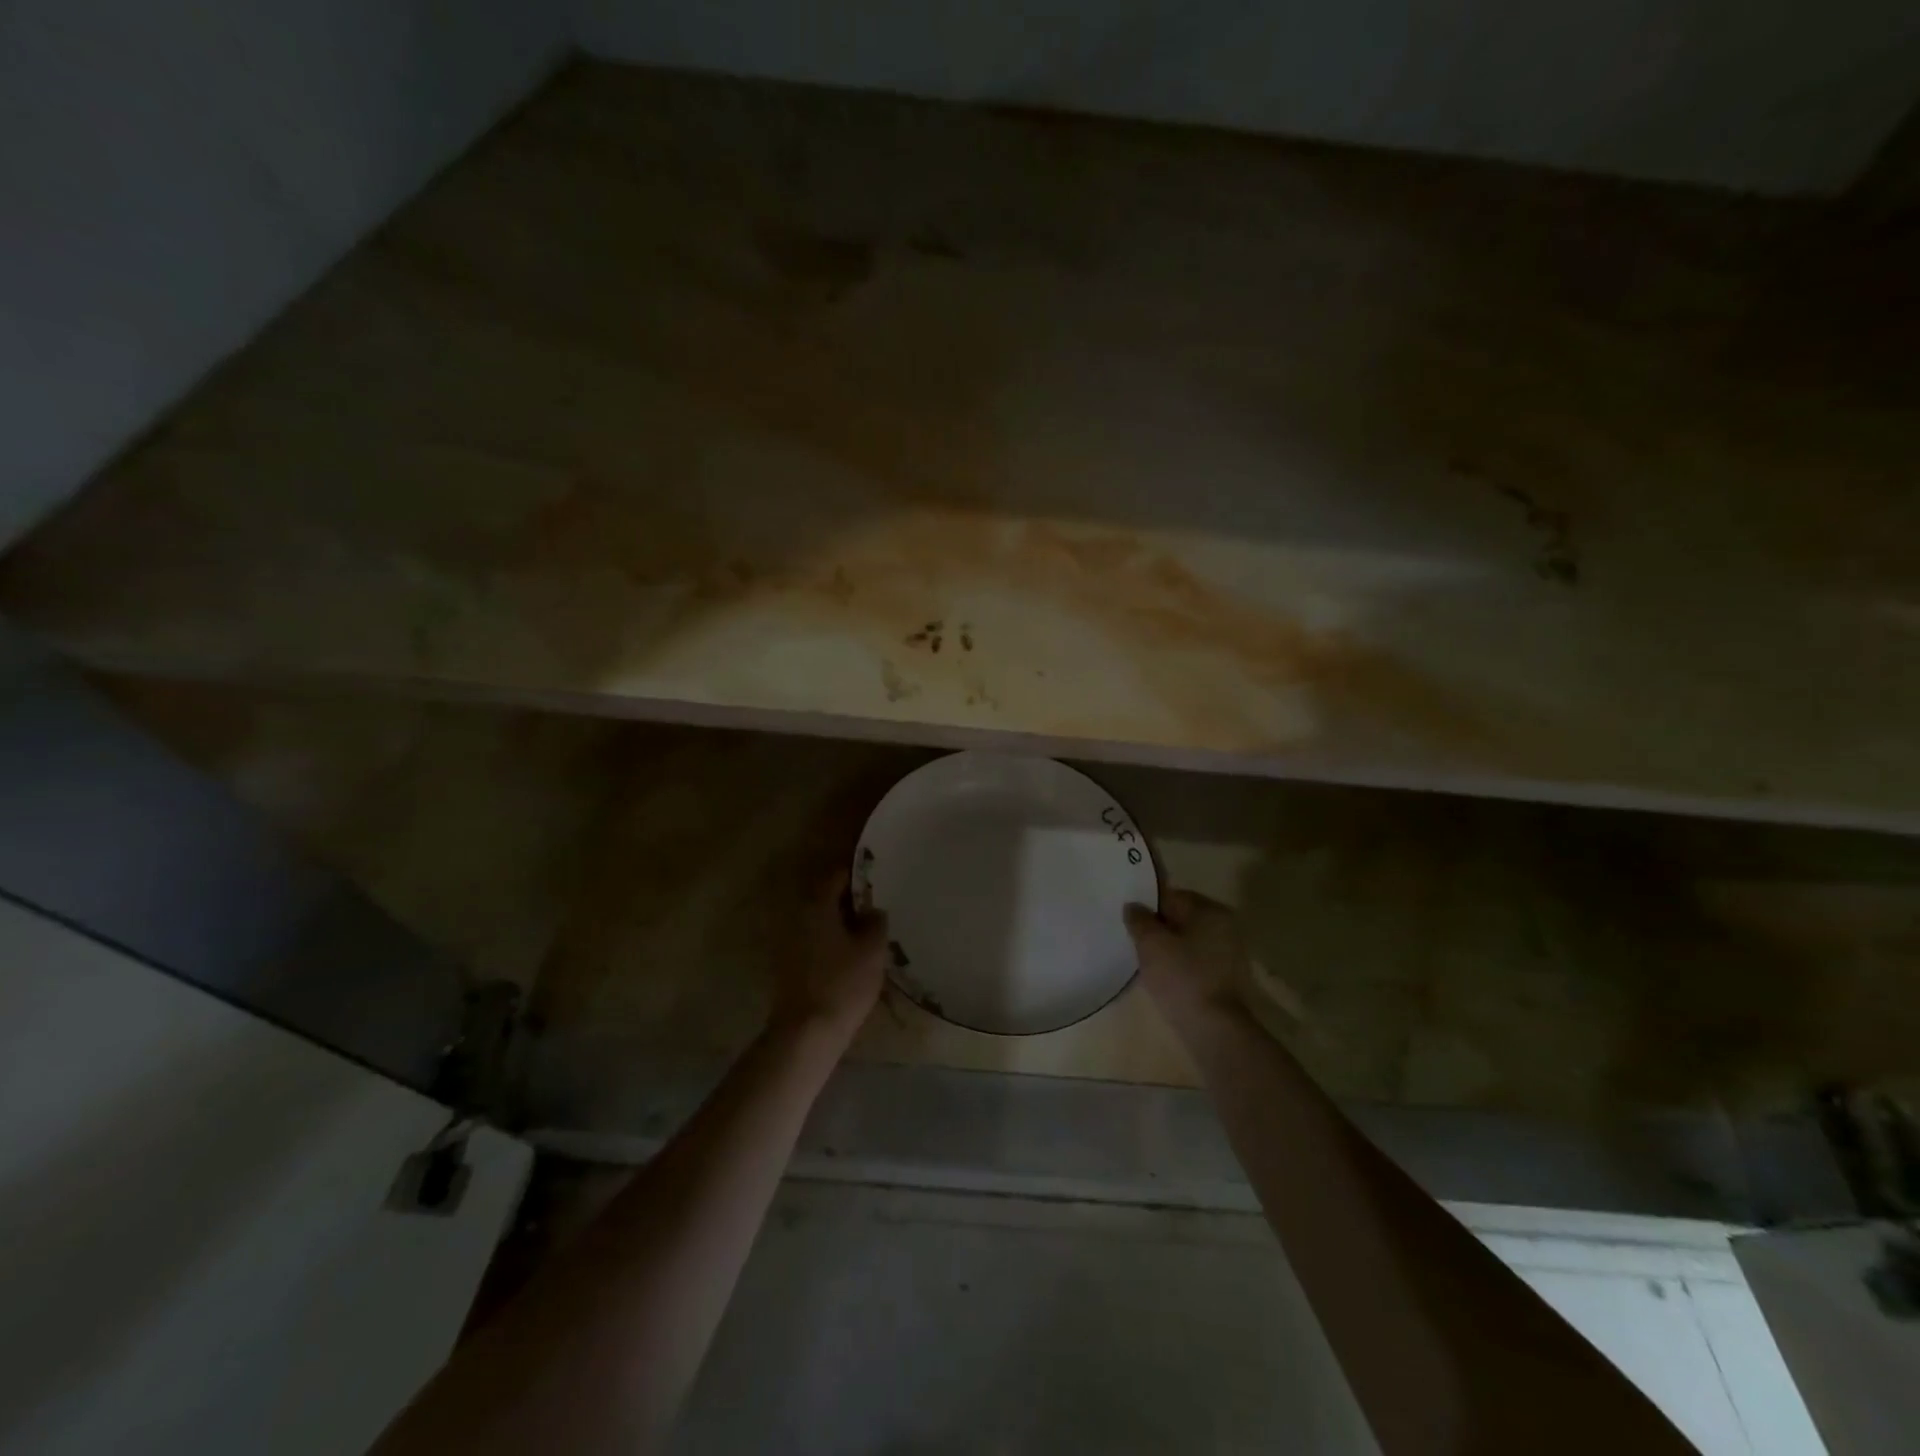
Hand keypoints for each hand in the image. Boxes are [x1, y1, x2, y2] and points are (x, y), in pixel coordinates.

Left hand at [771, 870, 888, 1043]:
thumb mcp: (872, 950)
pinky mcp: (785, 962)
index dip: (859, 876)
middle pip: (825, 896)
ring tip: (864, 931)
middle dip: (849, 899)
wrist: (806, 1032)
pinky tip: (847, 953)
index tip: (878, 881)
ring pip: (818, 919)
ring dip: (838, 921)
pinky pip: (811, 938)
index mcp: (816, 904)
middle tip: (874, 907)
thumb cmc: (843, 984)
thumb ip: (876, 922)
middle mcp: (796, 914)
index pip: (837, 875)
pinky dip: (828, 939)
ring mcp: (786, 939)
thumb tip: (872, 911)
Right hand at [1124, 889, 1248, 1031]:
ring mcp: (1230, 952)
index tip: (1130, 921)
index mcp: (1209, 909)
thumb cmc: (1182, 978)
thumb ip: (1139, 920)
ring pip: (1189, 940)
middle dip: (1159, 927)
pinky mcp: (1228, 976)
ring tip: (1147, 961)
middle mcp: (1225, 924)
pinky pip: (1197, 960)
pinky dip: (1182, 964)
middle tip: (1135, 941)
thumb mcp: (1151, 944)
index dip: (1147, 906)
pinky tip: (1165, 977)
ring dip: (1169, 947)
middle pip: (1182, 917)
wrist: (1216, 1029)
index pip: (1171, 896)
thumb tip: (1133, 906)